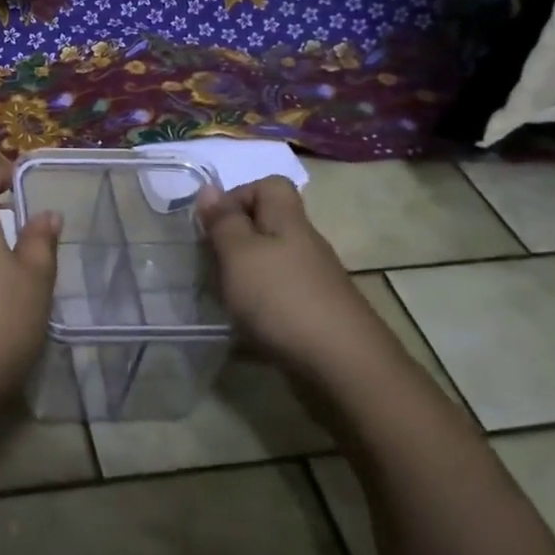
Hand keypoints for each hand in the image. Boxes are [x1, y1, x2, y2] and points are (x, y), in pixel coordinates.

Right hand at [195, 176, 392, 376]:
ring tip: (225, 298)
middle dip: (235, 241)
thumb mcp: (239, 254)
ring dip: (245, 276)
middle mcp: (305, 245)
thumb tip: (209, 188)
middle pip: (269, 225)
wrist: (345, 368)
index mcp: (288, 222)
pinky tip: (248, 328)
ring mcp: (315, 282)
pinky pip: (280, 297)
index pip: (270, 186)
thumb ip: (222, 222)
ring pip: (272, 263)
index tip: (214, 224)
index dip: (239, 195)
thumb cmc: (282, 299)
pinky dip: (260, 307)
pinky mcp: (317, 315)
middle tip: (212, 264)